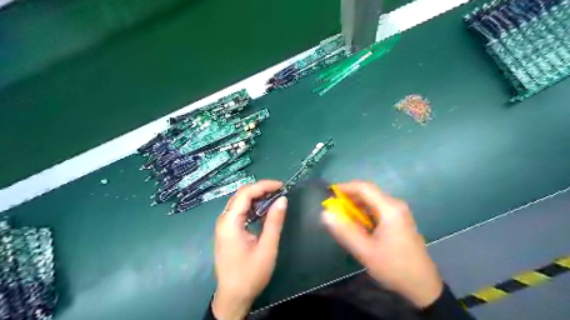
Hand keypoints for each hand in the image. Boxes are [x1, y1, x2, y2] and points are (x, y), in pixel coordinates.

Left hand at [212, 181, 287, 319]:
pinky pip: (239, 211)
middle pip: (241, 195)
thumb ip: (274, 221)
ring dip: (257, 197)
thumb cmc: (250, 274)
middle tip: (279, 192)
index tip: (281, 186)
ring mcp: (224, 225)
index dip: (264, 185)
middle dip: (260, 189)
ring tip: (275, 198)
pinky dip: (253, 207)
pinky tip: (264, 210)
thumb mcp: (267, 247)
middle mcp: (224, 220)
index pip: (245, 193)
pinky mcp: (227, 230)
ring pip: (240, 202)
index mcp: (230, 222)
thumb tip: (282, 199)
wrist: (233, 296)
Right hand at [322, 180, 441, 306]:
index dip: (344, 187)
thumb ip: (344, 231)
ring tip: (343, 218)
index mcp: (389, 208)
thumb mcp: (365, 251)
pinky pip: (377, 209)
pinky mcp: (399, 220)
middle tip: (333, 209)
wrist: (422, 286)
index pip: (364, 187)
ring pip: (372, 201)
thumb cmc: (393, 267)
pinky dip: (364, 213)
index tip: (329, 193)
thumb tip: (325, 214)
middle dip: (349, 198)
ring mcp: (399, 212)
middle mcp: (395, 205)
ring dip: (356, 206)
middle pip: (368, 192)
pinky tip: (358, 226)